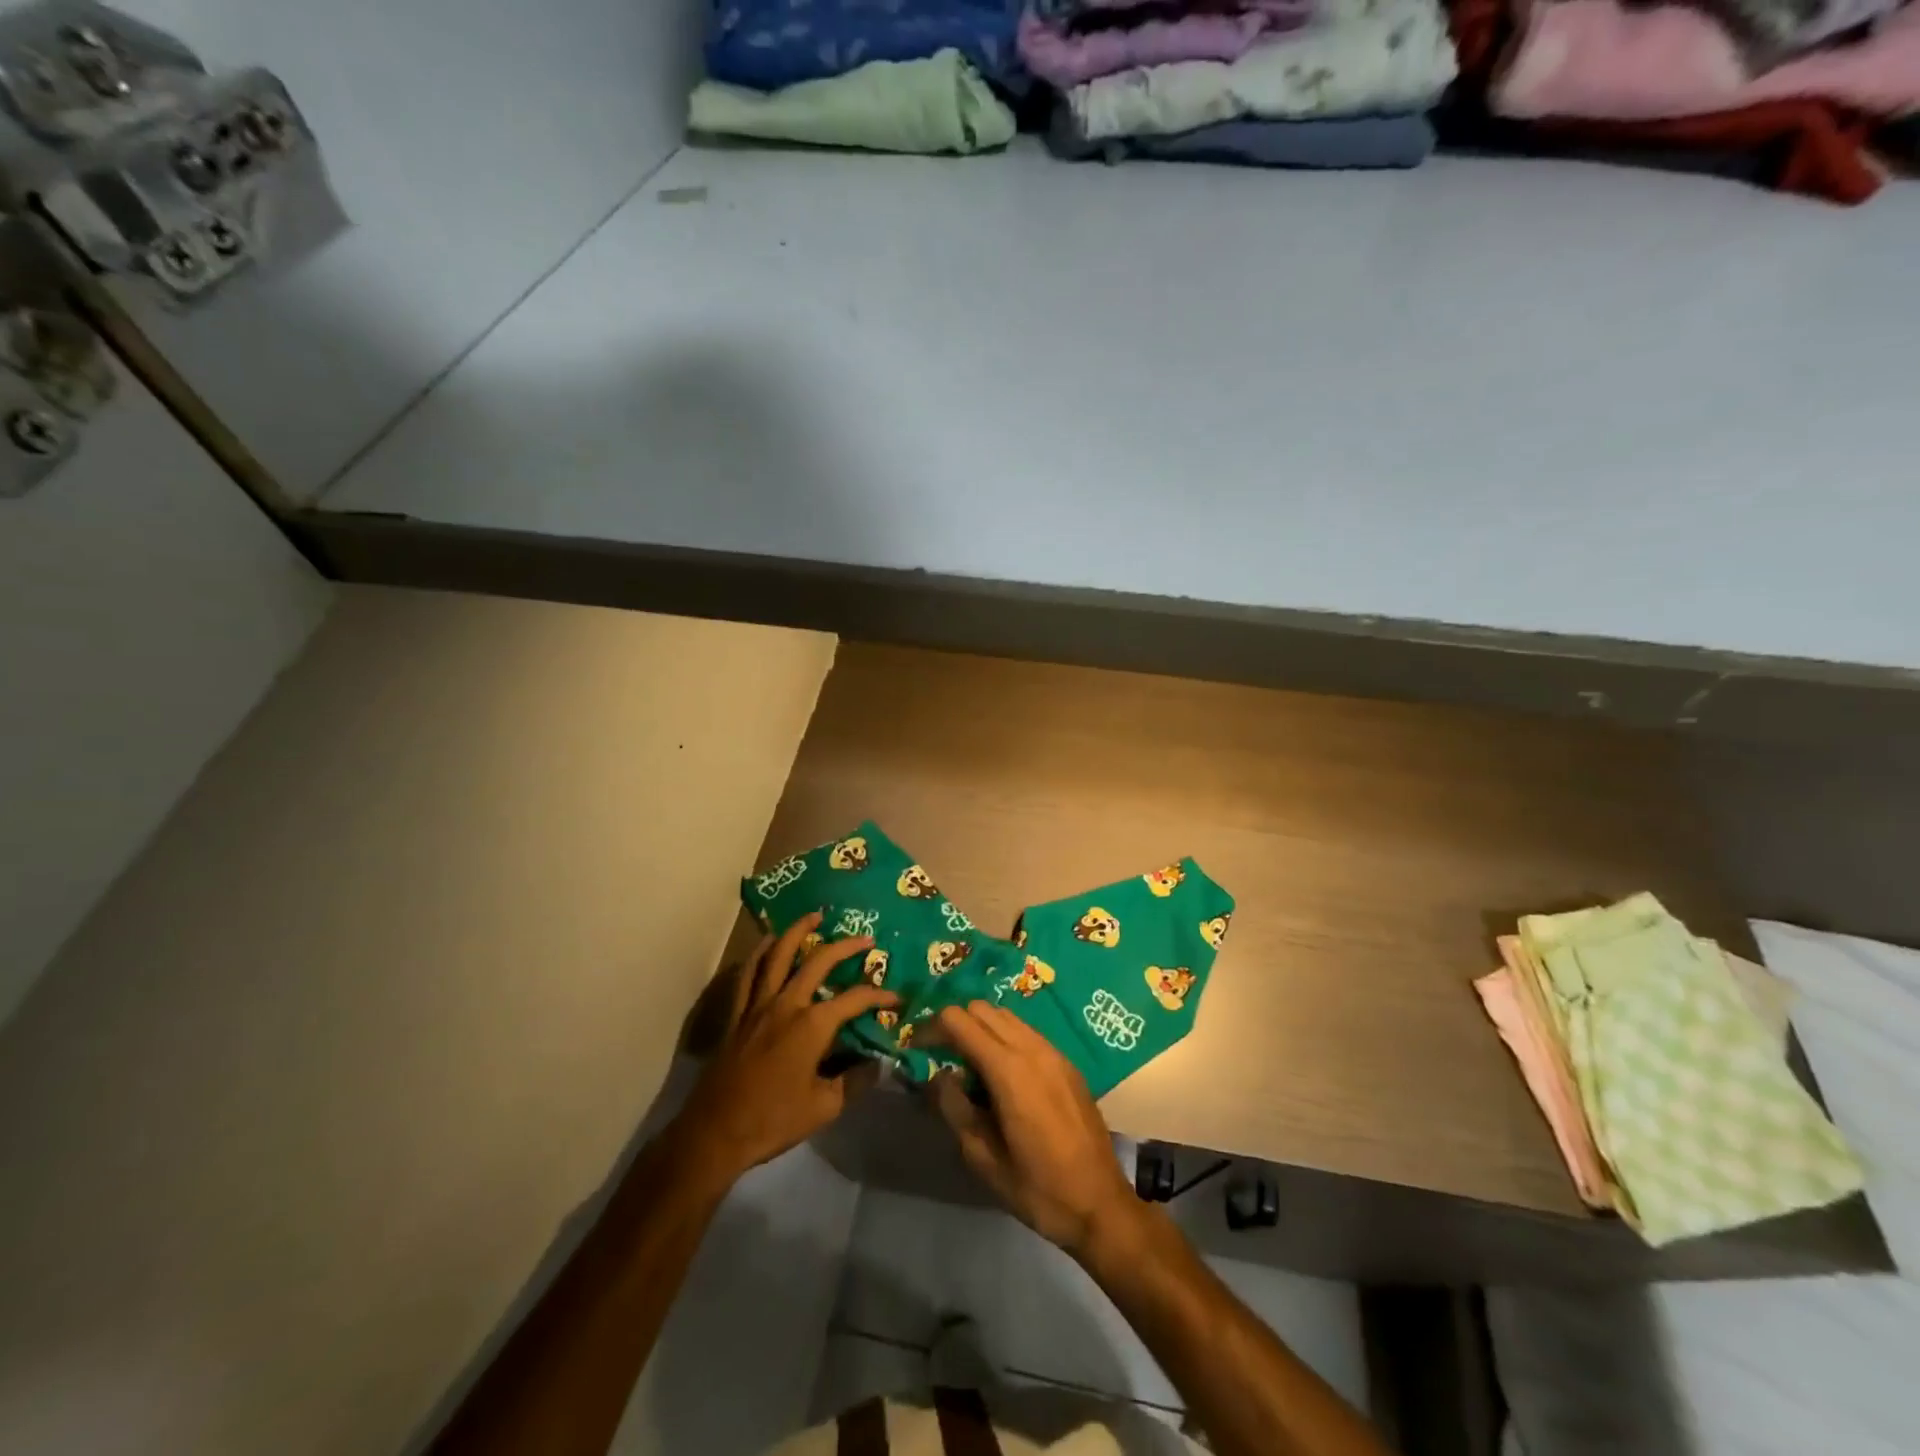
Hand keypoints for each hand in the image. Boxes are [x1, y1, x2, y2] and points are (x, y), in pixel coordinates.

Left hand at [671, 912, 896, 1182]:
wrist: (715, 1134)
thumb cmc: (773, 1121)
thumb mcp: (825, 1107)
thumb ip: (856, 1081)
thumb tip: (881, 1064)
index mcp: (812, 1025)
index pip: (855, 999)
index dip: (879, 996)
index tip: (897, 998)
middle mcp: (786, 1004)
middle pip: (818, 962)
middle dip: (844, 947)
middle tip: (864, 939)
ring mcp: (758, 1006)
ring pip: (778, 955)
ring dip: (797, 932)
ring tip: (813, 917)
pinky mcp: (737, 1015)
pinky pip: (748, 974)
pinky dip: (758, 953)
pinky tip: (767, 942)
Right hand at [929, 1001, 1140, 1258]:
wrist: (1101, 1204)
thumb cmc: (1039, 1188)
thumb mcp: (984, 1159)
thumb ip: (955, 1109)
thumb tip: (939, 1076)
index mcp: (1009, 1070)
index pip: (959, 1021)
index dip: (931, 1027)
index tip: (916, 1047)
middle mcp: (1032, 1049)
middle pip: (981, 1008)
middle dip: (954, 1022)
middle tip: (938, 1053)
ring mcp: (1053, 1052)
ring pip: (1006, 1015)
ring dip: (980, 1026)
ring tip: (966, 1061)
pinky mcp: (1066, 1062)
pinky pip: (1026, 1031)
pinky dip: (1004, 1036)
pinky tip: (999, 1070)